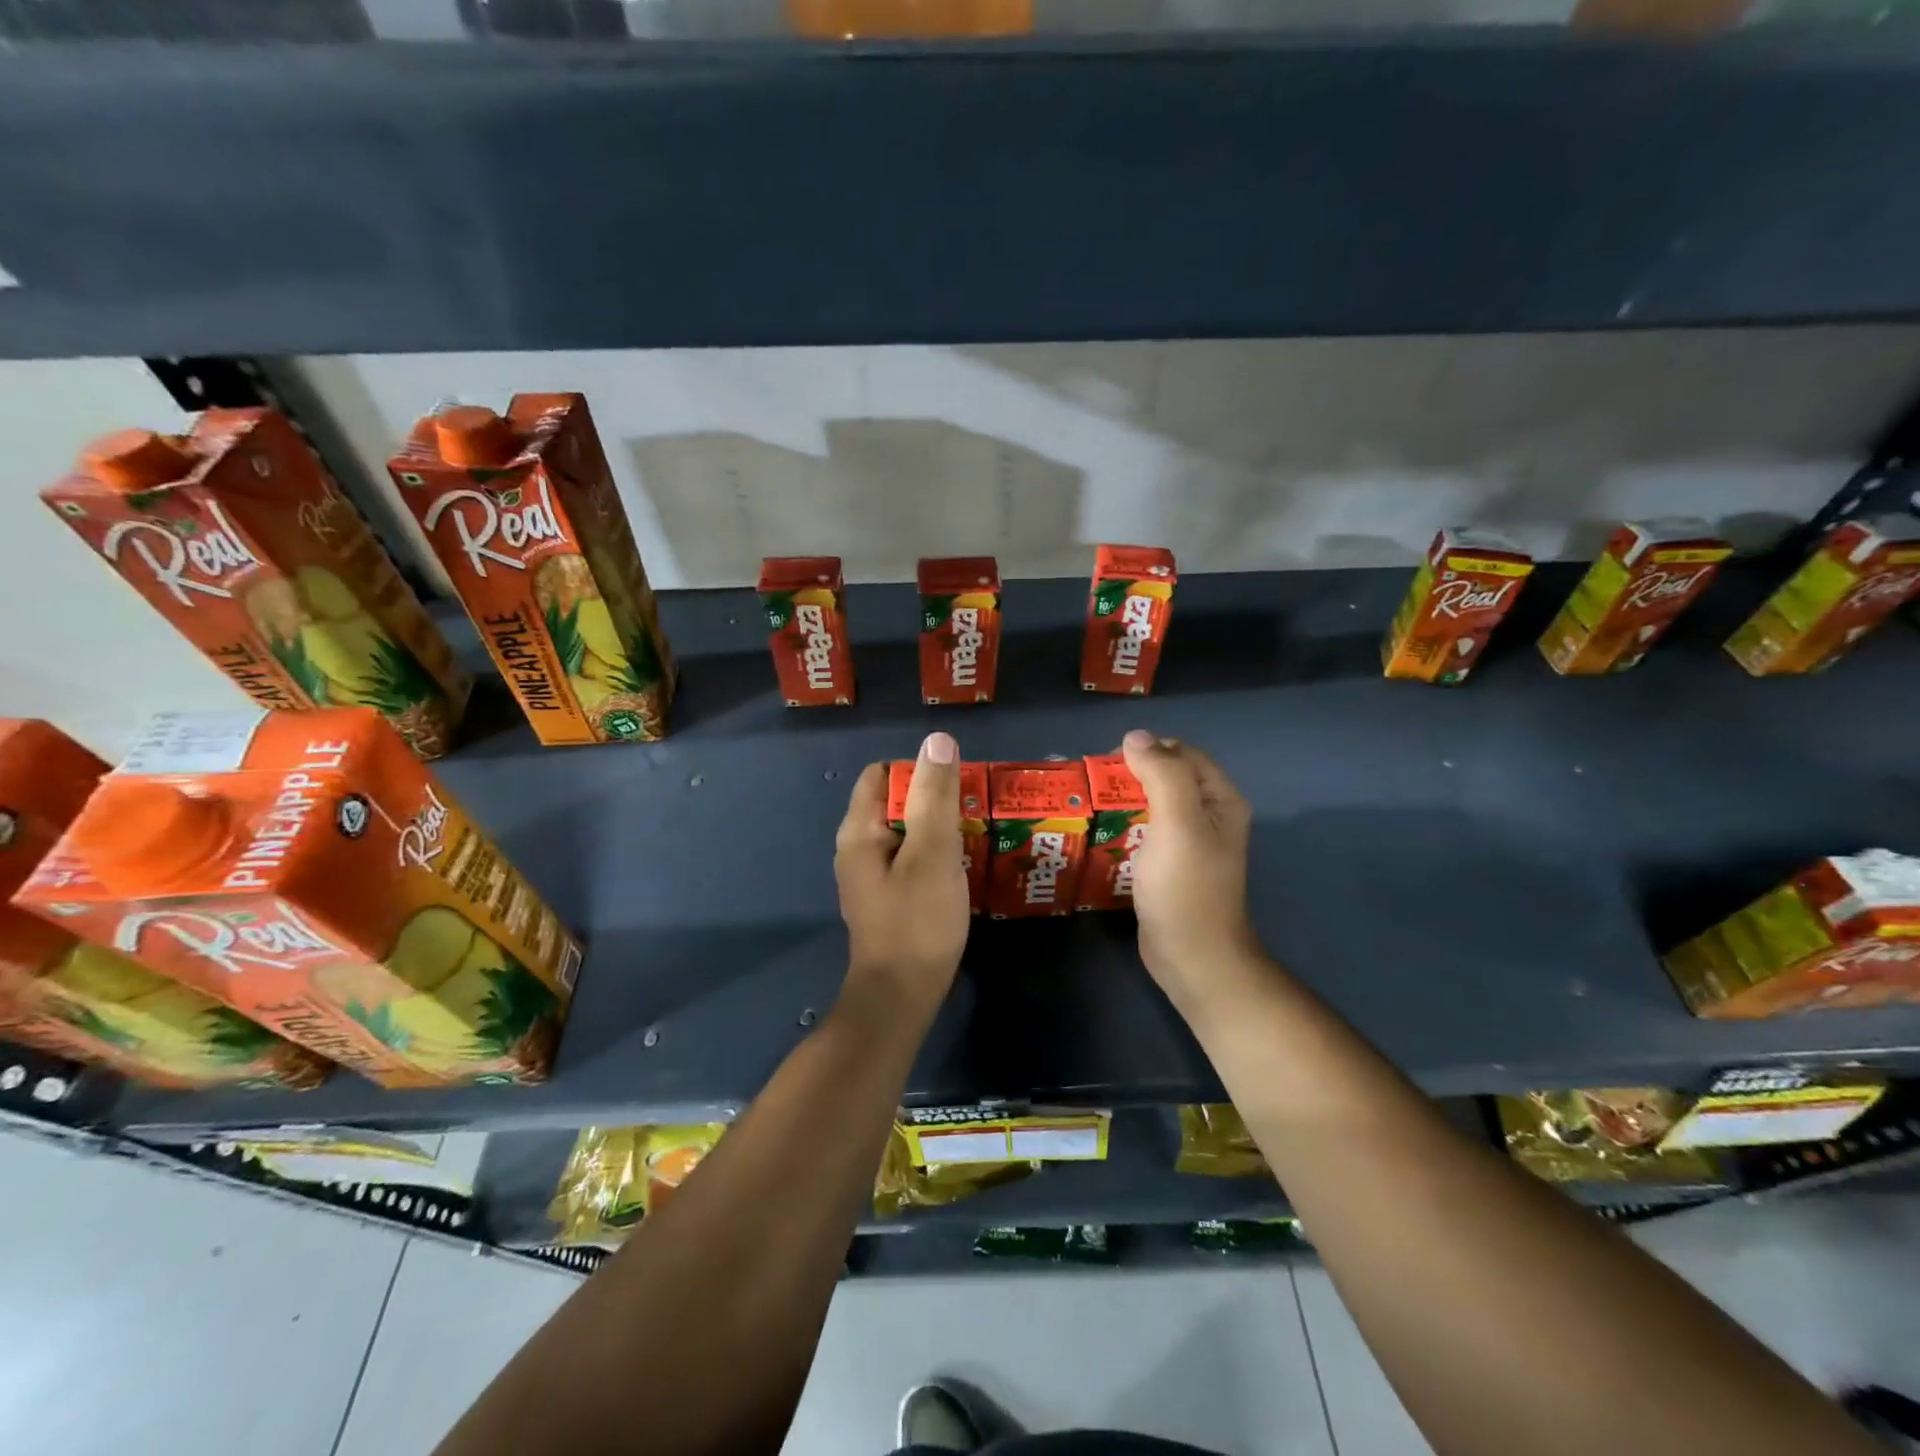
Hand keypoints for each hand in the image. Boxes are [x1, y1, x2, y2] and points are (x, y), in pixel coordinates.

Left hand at [835, 731, 969, 1014]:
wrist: (901, 997)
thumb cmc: (917, 922)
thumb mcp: (932, 853)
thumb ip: (935, 797)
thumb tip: (937, 740)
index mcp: (859, 830)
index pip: (882, 774)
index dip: (919, 770)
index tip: (956, 783)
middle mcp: (858, 847)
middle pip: (896, 801)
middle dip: (934, 799)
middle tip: (975, 809)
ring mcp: (872, 875)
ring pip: (907, 832)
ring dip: (938, 827)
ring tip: (976, 833)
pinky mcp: (888, 897)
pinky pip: (911, 859)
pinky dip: (935, 854)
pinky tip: (962, 865)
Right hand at [1120, 729, 1262, 1015]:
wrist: (1192, 956)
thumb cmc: (1186, 886)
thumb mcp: (1178, 822)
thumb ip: (1161, 773)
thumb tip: (1135, 736)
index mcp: (1219, 798)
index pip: (1181, 753)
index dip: (1146, 750)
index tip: (1108, 765)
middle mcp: (1208, 814)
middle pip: (1165, 776)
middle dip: (1129, 776)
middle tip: (1093, 788)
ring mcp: (1188, 842)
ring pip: (1151, 804)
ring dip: (1122, 802)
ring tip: (1089, 809)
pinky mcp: (1168, 865)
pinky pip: (1144, 832)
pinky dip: (1122, 827)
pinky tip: (1100, 835)